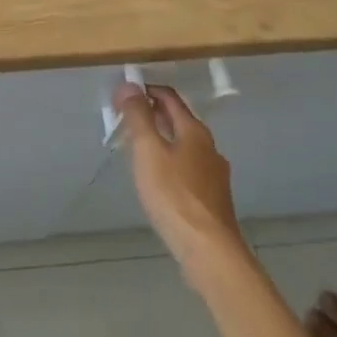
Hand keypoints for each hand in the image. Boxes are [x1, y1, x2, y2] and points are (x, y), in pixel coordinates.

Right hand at [115, 83, 247, 279]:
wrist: (209, 252)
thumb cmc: (175, 195)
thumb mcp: (148, 151)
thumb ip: (138, 117)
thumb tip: (128, 85)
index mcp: (194, 131)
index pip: (169, 97)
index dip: (146, 90)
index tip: (123, 94)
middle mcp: (209, 148)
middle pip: (179, 121)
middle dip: (153, 114)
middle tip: (125, 118)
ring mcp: (214, 175)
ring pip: (184, 146)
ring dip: (161, 140)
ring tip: (137, 148)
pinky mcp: (212, 200)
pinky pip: (187, 168)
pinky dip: (170, 162)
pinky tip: (158, 180)